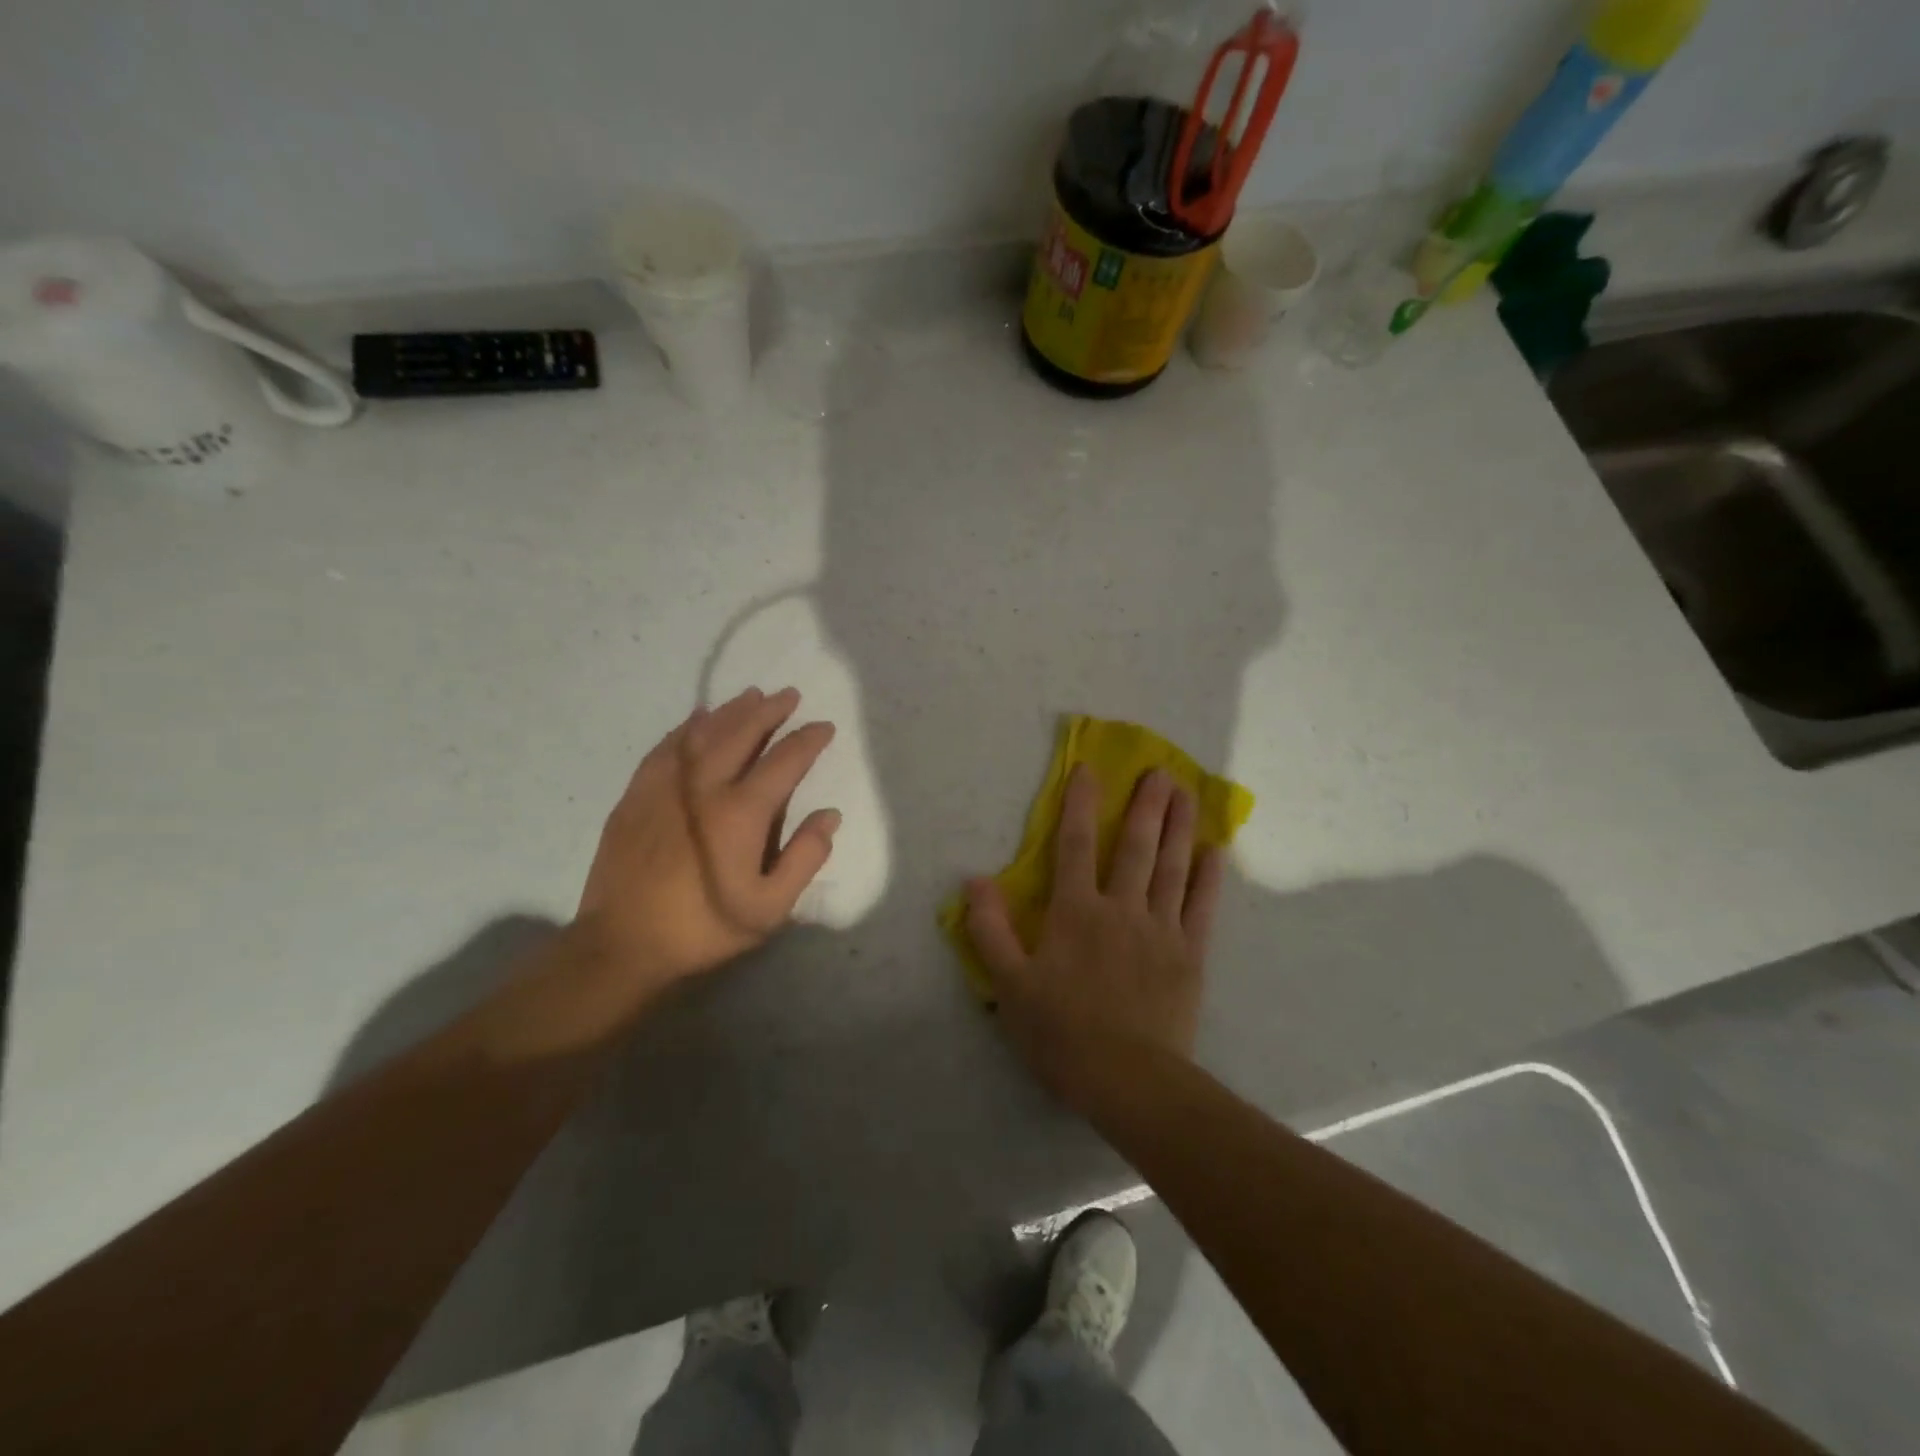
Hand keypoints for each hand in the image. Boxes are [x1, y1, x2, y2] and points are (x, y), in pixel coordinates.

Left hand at [571, 687, 838, 998]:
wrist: (622, 944)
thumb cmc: (703, 927)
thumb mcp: (769, 908)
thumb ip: (804, 858)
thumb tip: (828, 816)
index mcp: (741, 813)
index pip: (784, 761)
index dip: (808, 740)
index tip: (824, 727)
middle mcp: (704, 787)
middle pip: (741, 733)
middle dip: (769, 711)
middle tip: (789, 696)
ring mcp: (665, 787)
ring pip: (702, 733)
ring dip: (731, 711)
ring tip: (751, 696)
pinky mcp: (637, 795)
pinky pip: (666, 747)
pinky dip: (686, 728)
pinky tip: (696, 720)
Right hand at [964, 764, 1222, 1108]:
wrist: (1128, 1080)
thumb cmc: (1061, 1032)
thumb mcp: (1009, 984)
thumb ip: (990, 929)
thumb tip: (974, 880)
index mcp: (1075, 912)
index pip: (1075, 845)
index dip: (1080, 804)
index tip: (1089, 769)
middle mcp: (1121, 909)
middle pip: (1135, 847)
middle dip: (1146, 806)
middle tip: (1161, 771)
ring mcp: (1160, 930)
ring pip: (1171, 868)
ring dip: (1179, 827)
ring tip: (1188, 794)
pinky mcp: (1189, 955)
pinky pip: (1201, 908)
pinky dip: (1208, 878)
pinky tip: (1215, 852)